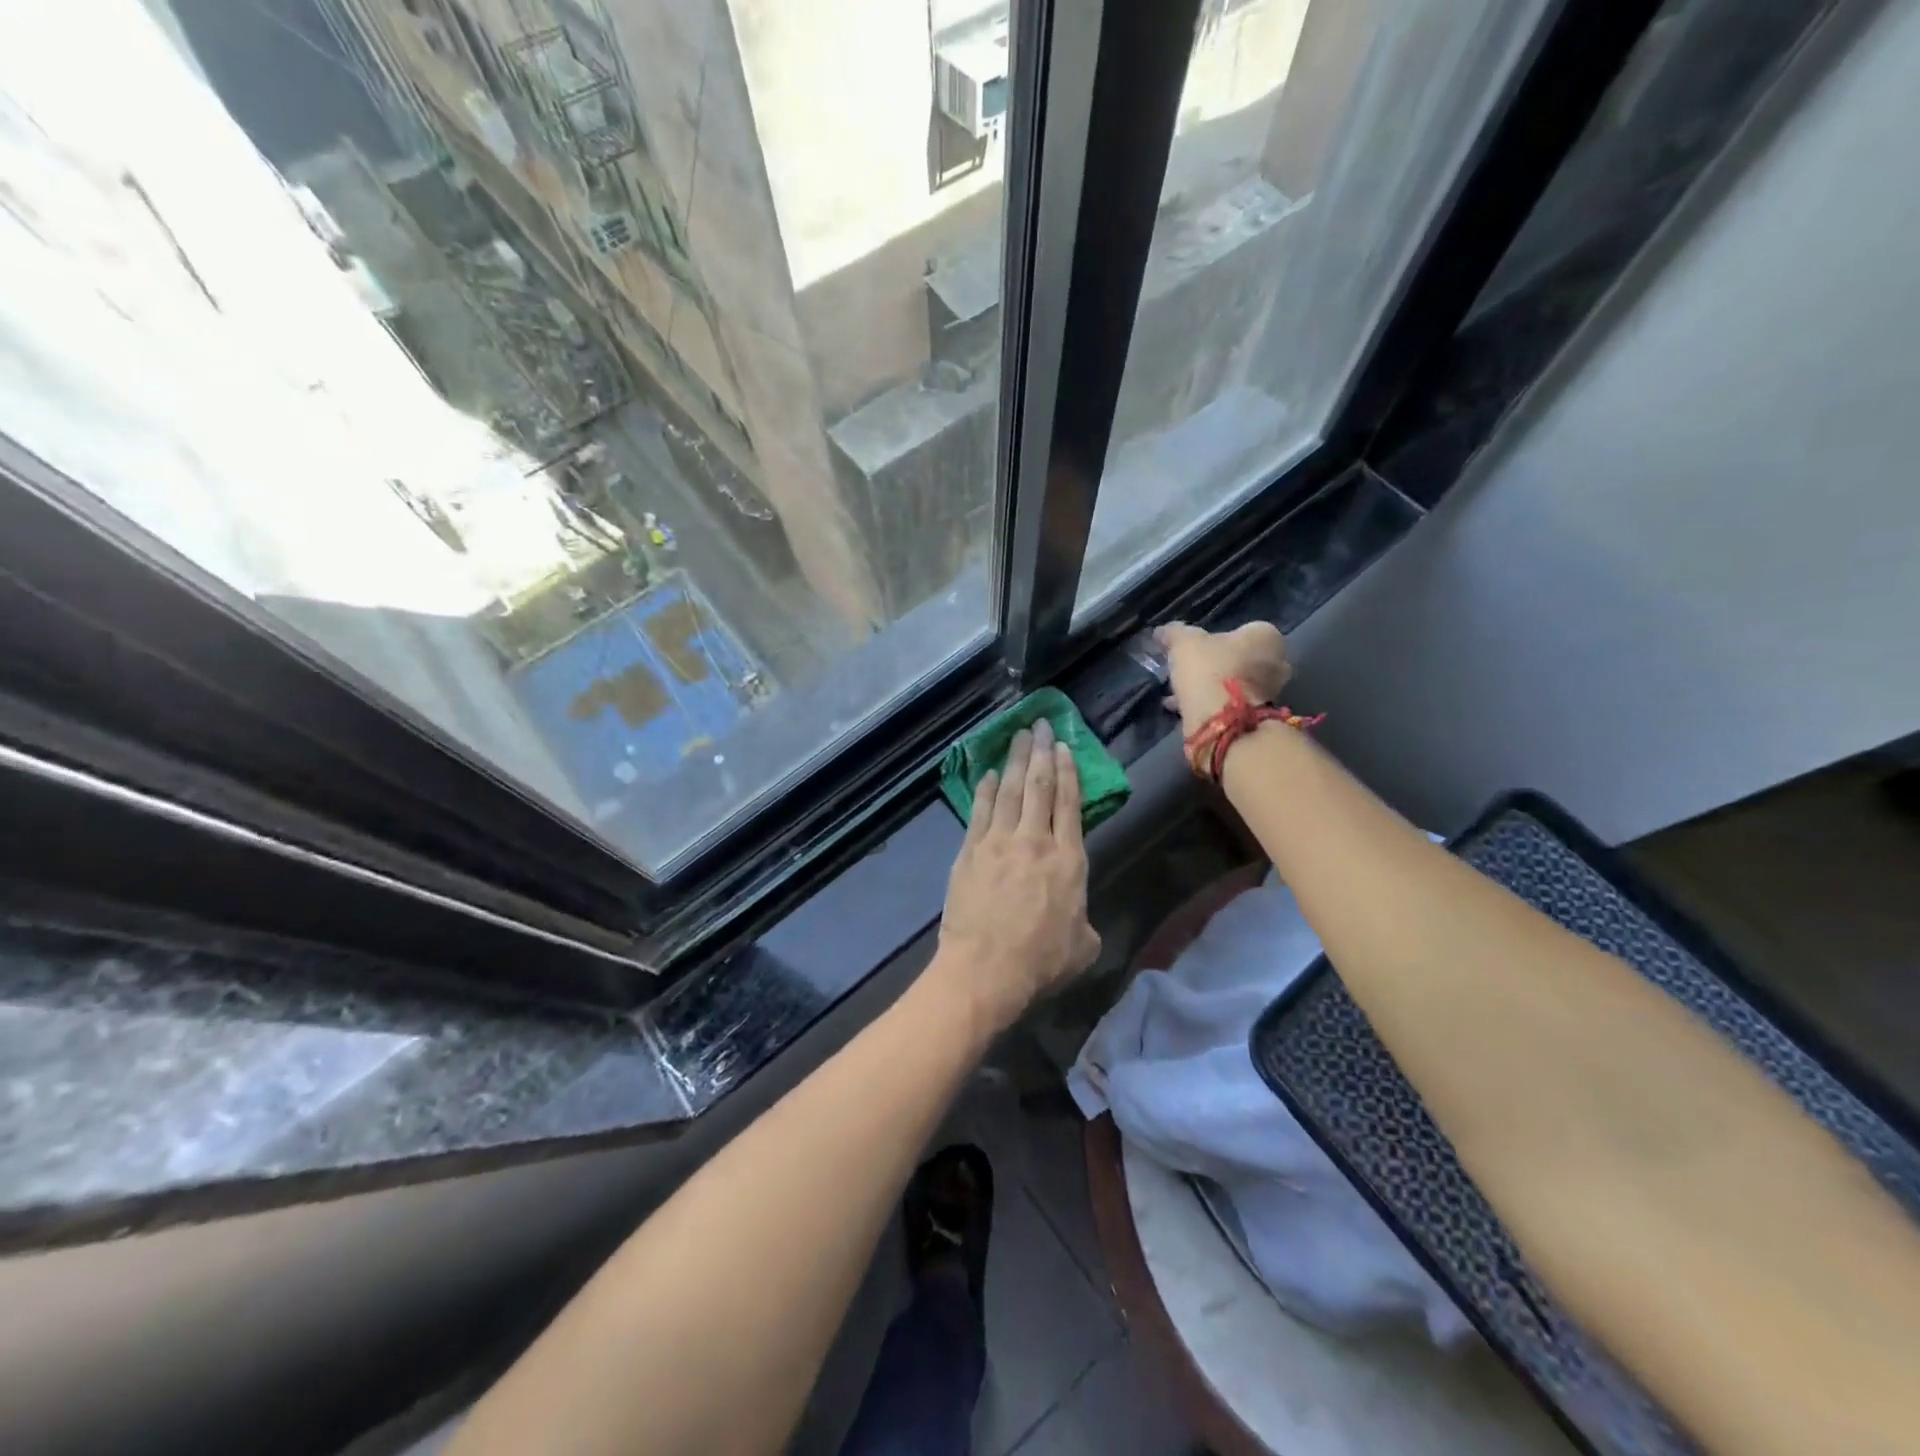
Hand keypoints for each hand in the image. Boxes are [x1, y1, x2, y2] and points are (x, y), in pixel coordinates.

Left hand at [937, 719, 1100, 1034]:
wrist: (986, 969)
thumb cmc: (1040, 961)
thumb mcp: (1082, 946)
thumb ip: (1084, 921)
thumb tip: (1077, 918)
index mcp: (1069, 859)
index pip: (1070, 803)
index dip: (1068, 772)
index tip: (1064, 747)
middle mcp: (1034, 841)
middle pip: (1039, 787)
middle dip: (1041, 752)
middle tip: (1040, 725)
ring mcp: (998, 842)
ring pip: (1010, 791)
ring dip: (1015, 761)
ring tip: (1019, 736)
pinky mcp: (970, 852)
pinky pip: (980, 811)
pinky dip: (986, 789)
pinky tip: (989, 773)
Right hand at [1157, 621, 1290, 737]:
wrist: (1221, 721)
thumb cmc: (1209, 669)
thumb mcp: (1183, 643)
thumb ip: (1174, 633)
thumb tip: (1161, 631)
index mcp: (1266, 636)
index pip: (1243, 630)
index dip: (1217, 639)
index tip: (1197, 649)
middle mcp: (1277, 662)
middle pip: (1242, 658)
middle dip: (1220, 664)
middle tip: (1192, 670)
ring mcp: (1271, 692)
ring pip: (1236, 684)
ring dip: (1213, 686)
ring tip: (1182, 691)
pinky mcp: (1258, 717)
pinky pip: (1230, 705)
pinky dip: (1211, 704)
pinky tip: (1183, 707)